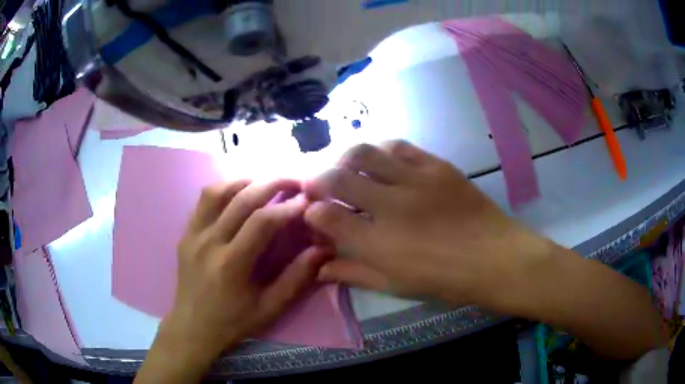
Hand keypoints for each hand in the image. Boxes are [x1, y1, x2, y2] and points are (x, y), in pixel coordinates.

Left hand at [157, 180, 325, 358]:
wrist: (193, 326)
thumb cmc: (233, 322)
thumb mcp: (270, 309)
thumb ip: (296, 279)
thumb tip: (321, 249)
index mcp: (231, 264)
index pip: (262, 221)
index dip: (288, 207)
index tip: (308, 201)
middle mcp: (209, 242)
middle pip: (241, 198)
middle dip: (273, 183)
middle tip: (295, 181)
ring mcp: (193, 234)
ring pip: (218, 190)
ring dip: (246, 181)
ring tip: (267, 183)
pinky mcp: (186, 232)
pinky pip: (204, 199)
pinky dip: (225, 188)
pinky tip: (239, 193)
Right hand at [303, 141, 550, 307]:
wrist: (495, 257)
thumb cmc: (445, 280)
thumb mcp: (396, 285)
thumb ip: (354, 273)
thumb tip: (320, 268)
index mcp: (378, 244)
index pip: (325, 216)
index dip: (311, 213)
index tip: (314, 215)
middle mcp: (391, 206)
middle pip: (337, 177)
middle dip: (317, 179)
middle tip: (318, 185)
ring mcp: (415, 180)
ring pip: (364, 152)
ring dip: (345, 158)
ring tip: (345, 167)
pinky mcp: (436, 165)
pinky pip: (398, 146)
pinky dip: (380, 150)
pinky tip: (379, 160)